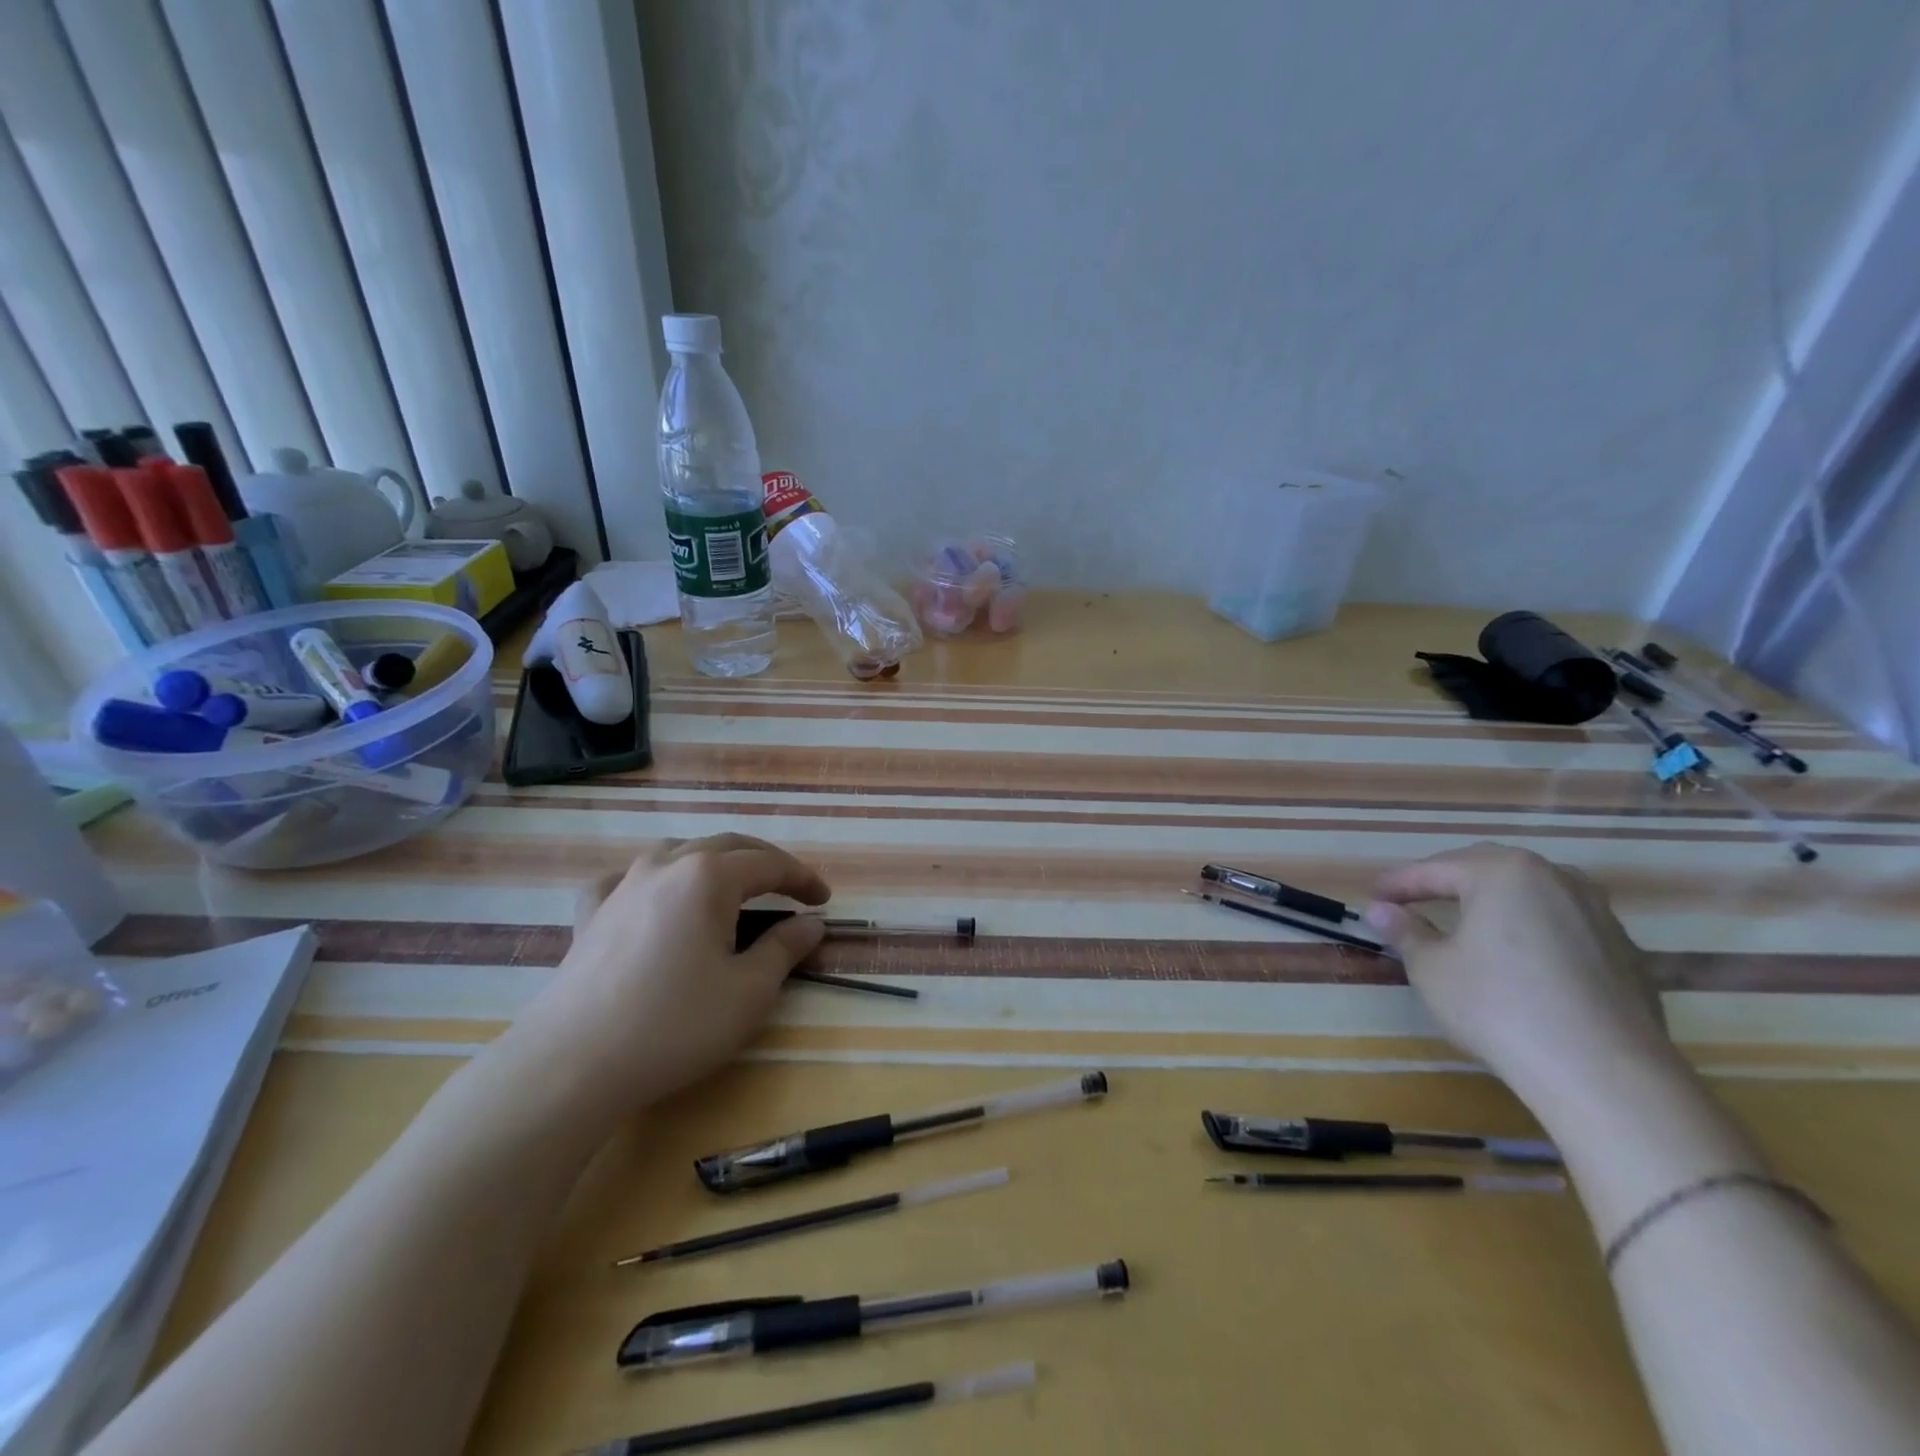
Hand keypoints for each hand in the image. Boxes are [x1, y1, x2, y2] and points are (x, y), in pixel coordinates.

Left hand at [505, 834, 830, 1114]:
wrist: (573, 1064)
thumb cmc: (675, 1025)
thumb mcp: (749, 991)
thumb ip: (785, 948)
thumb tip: (810, 923)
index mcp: (709, 876)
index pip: (769, 863)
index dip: (802, 878)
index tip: (824, 899)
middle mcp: (666, 866)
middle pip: (726, 846)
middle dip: (764, 862)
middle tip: (790, 888)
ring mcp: (622, 886)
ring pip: (677, 853)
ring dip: (712, 863)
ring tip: (730, 887)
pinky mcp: (590, 915)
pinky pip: (627, 880)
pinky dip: (652, 882)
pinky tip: (650, 897)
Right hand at [1363, 843, 1674, 1108]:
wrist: (1605, 1073)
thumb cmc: (1499, 1006)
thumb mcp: (1432, 969)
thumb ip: (1405, 932)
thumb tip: (1379, 911)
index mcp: (1503, 872)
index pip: (1435, 869)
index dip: (1399, 883)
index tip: (1373, 895)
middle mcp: (1556, 878)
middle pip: (1487, 871)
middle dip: (1448, 882)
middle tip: (1414, 899)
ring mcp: (1599, 913)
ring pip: (1531, 895)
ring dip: (1495, 903)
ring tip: (1468, 922)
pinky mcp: (1625, 952)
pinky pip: (1563, 926)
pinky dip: (1532, 931)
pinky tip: (1519, 959)